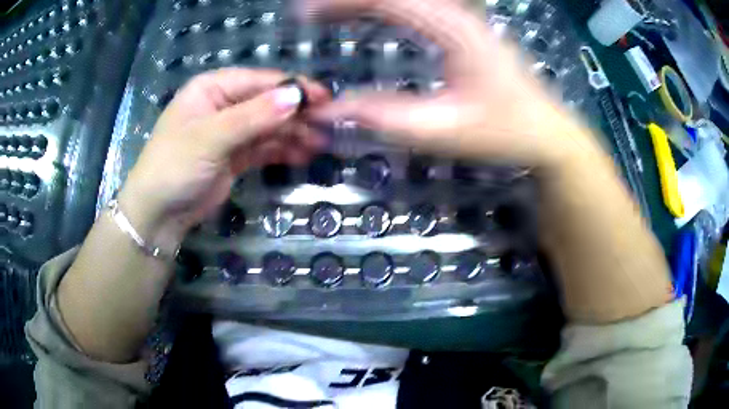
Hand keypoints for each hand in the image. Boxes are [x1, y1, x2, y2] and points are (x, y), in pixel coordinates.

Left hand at [117, 69, 328, 250]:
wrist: (158, 214)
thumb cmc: (174, 166)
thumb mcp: (210, 138)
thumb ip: (253, 117)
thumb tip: (296, 97)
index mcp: (212, 88)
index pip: (259, 81)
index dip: (292, 88)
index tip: (324, 99)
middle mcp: (223, 104)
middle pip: (268, 102)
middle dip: (297, 113)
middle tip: (328, 124)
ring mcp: (230, 131)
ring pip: (269, 125)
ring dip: (294, 133)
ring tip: (321, 143)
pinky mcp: (236, 155)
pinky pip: (265, 146)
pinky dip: (283, 149)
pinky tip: (304, 154)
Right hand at [305, 0, 592, 165]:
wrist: (546, 133)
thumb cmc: (504, 131)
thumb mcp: (443, 130)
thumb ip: (384, 117)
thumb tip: (329, 111)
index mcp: (453, 28)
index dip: (341, 3)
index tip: (305, 15)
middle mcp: (457, 13)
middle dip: (346, 0)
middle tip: (309, 14)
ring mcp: (462, 18)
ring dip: (364, 3)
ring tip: (329, 14)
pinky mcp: (463, 27)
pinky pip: (416, 6)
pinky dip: (384, 7)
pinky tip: (369, 16)